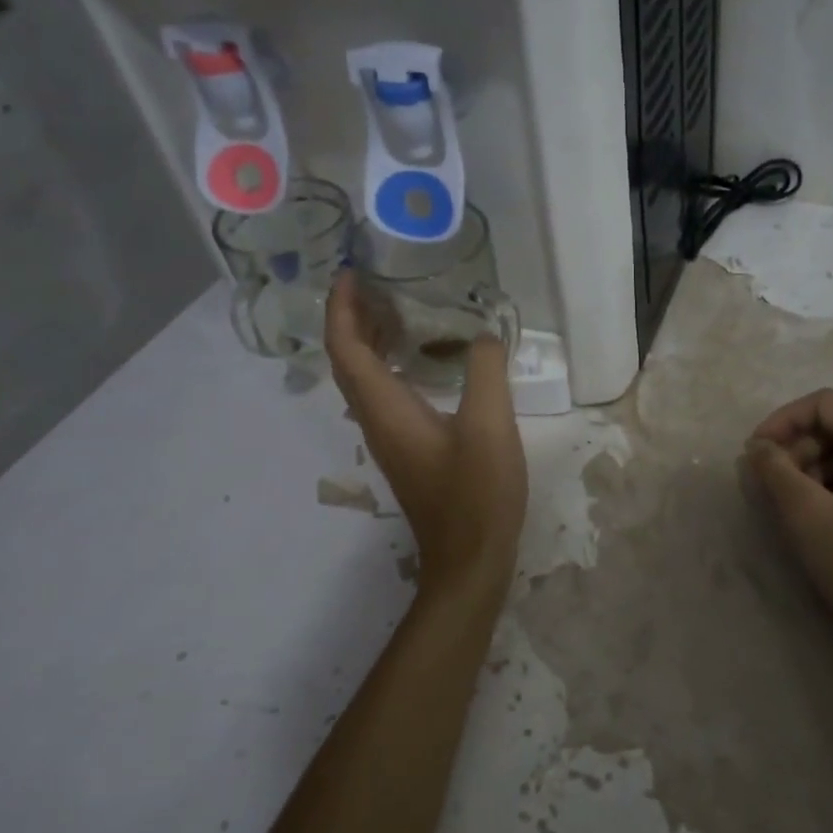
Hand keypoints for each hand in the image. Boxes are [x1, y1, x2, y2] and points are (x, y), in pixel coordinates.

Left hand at [325, 271, 527, 588]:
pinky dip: (393, 365)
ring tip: (399, 309)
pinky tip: (426, 359)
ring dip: (372, 341)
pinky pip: (387, 394)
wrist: (470, 558)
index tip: (352, 274)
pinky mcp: (408, 450)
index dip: (342, 309)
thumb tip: (482, 337)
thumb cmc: (477, 492)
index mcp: (387, 410)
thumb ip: (485, 371)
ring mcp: (391, 438)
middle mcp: (377, 421)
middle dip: (353, 318)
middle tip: (377, 283)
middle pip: (349, 361)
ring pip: (366, 379)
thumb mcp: (489, 425)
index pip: (347, 349)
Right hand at [745, 388, 832, 656]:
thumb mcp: (807, 515)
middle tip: (771, 486)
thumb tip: (758, 446)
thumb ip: (776, 471)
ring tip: (793, 507)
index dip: (783, 420)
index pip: (824, 403)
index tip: (755, 453)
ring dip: (814, 469)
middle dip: (798, 448)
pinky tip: (822, 520)